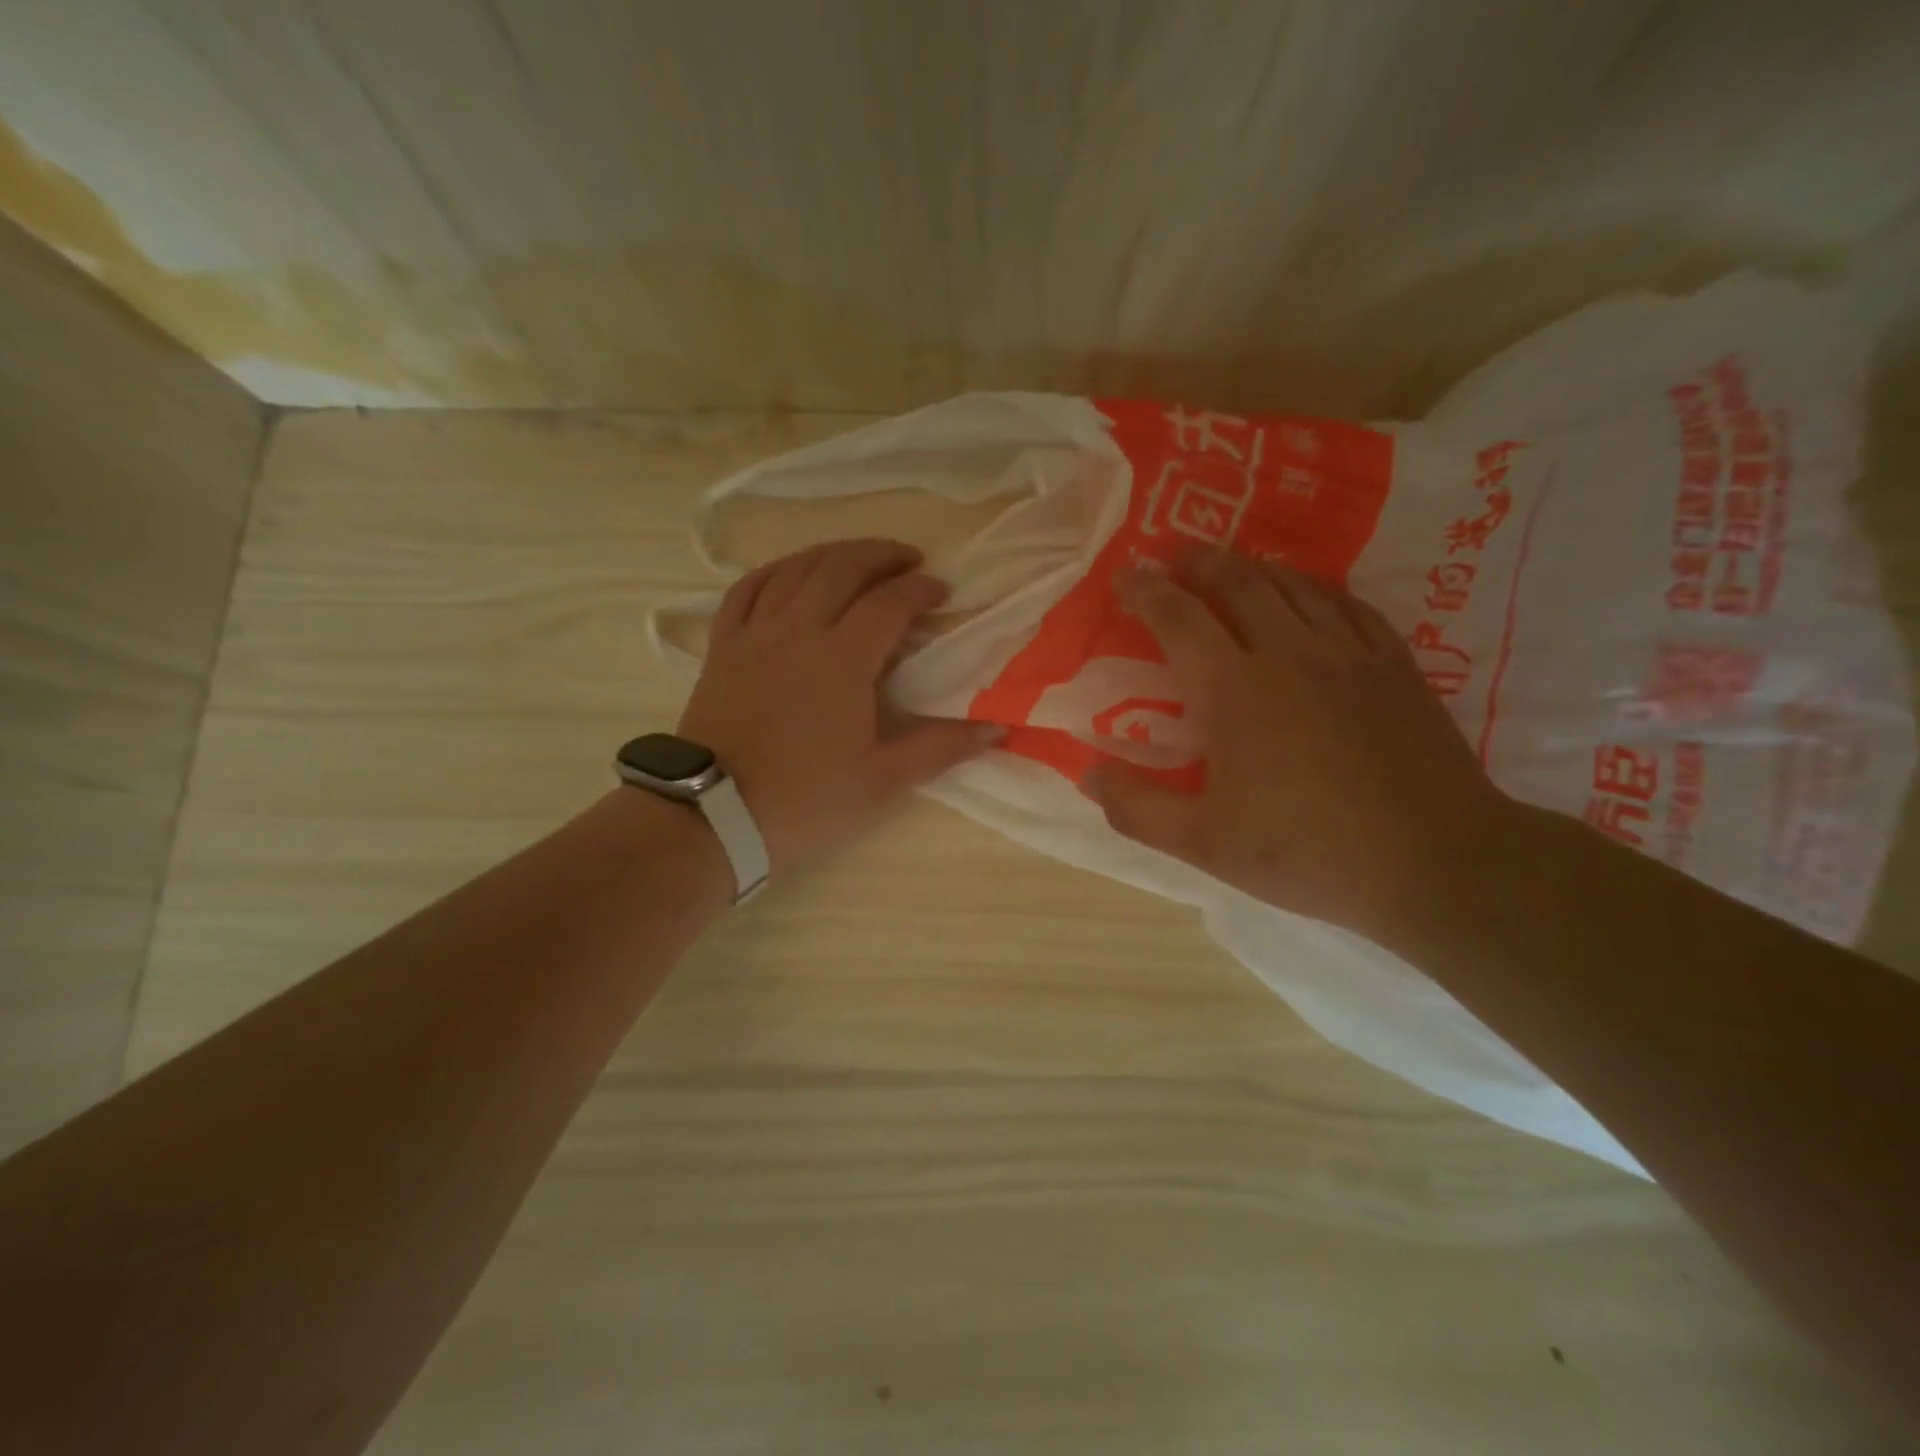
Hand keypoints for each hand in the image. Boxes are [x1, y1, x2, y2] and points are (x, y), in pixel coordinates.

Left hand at [677, 538, 996, 871]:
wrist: (716, 814)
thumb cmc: (807, 798)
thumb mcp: (884, 780)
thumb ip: (942, 747)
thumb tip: (999, 727)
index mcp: (843, 658)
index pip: (890, 602)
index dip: (921, 589)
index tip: (942, 592)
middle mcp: (799, 629)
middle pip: (843, 567)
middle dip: (882, 554)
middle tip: (908, 560)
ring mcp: (755, 633)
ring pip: (796, 569)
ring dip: (833, 554)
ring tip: (859, 558)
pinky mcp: (723, 646)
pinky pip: (746, 589)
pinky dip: (774, 571)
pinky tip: (790, 572)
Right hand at [1088, 550, 1512, 940]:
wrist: (1434, 862)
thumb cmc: (1307, 852)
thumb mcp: (1203, 844)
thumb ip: (1136, 808)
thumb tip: (1088, 773)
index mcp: (1232, 690)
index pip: (1178, 619)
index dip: (1146, 592)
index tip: (1125, 575)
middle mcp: (1287, 652)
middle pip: (1237, 583)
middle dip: (1198, 561)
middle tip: (1173, 552)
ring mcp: (1347, 653)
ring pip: (1292, 585)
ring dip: (1252, 566)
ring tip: (1229, 563)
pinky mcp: (1394, 665)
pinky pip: (1347, 605)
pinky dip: (1315, 588)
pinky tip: (1309, 594)